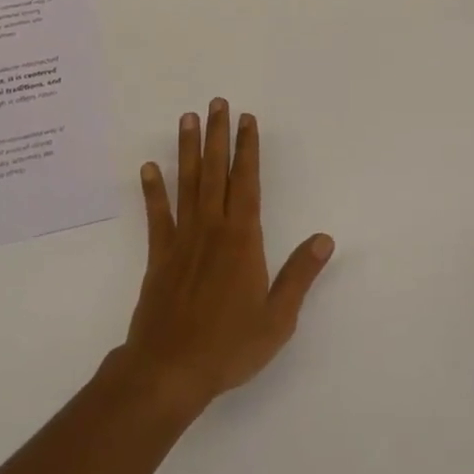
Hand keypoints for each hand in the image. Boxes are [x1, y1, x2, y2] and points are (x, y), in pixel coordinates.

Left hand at [120, 99, 333, 415]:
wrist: (169, 370)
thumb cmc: (229, 345)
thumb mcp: (277, 318)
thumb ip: (300, 275)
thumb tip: (324, 239)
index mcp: (243, 239)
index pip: (247, 182)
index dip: (248, 148)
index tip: (247, 120)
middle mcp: (212, 228)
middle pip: (216, 171)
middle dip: (218, 135)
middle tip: (216, 102)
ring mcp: (183, 239)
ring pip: (187, 183)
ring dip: (188, 149)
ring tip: (187, 118)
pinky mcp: (159, 255)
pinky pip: (157, 215)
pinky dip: (153, 190)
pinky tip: (148, 168)